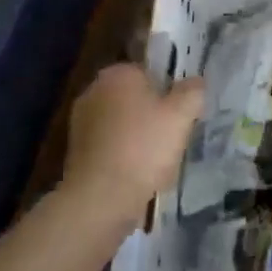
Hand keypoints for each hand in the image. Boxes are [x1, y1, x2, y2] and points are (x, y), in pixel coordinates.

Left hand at [61, 64, 203, 230]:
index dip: (170, 92)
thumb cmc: (143, 147)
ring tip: (157, 161)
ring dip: (138, 136)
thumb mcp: (181, 115)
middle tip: (173, 137)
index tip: (181, 114)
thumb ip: (192, 92)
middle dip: (152, 114)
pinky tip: (137, 174)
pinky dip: (123, 155)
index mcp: (118, 73)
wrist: (100, 198)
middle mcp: (94, 90)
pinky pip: (109, 145)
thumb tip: (195, 82)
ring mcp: (80, 121)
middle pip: (134, 98)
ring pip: (122, 123)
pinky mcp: (75, 150)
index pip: (150, 72)